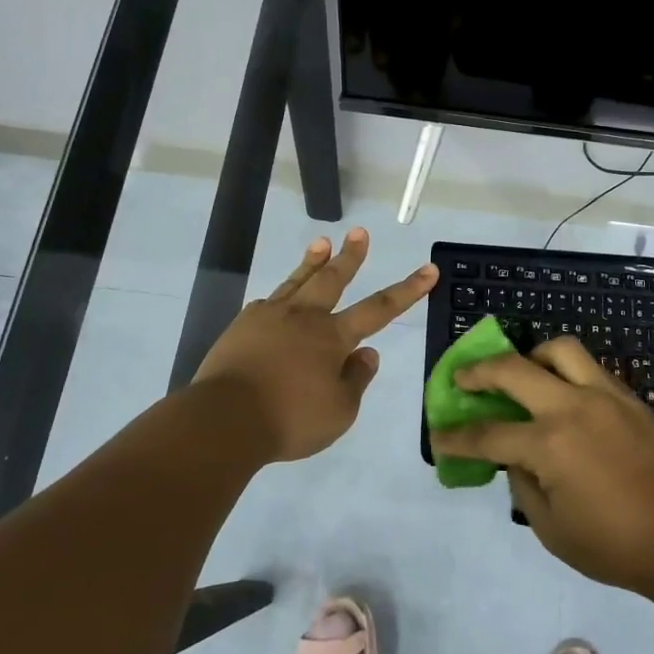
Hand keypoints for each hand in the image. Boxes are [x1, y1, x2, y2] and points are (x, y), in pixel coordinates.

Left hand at [194, 228, 436, 462]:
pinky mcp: (242, 326)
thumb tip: (367, 354)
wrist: (225, 419)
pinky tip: (275, 300)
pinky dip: (278, 298)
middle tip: (360, 233)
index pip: (379, 309)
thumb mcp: (339, 412)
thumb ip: (356, 379)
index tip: (429, 269)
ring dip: (313, 261)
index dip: (407, 290)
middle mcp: (304, 318)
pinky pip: (266, 305)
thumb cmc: (289, 420)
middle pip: (333, 279)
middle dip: (351, 256)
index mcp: (332, 337)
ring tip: (322, 242)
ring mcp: (269, 317)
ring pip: (297, 282)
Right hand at [430, 337, 653, 595]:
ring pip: (559, 350)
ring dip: (530, 356)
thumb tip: (516, 459)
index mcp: (549, 445)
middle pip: (513, 369)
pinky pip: (589, 368)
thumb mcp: (552, 529)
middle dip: (478, 372)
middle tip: (463, 379)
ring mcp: (605, 396)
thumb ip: (523, 486)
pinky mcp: (629, 399)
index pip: (487, 434)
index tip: (438, 434)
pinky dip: (565, 372)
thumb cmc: (615, 545)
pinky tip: (562, 394)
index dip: (456, 436)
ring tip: (522, 374)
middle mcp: (572, 408)